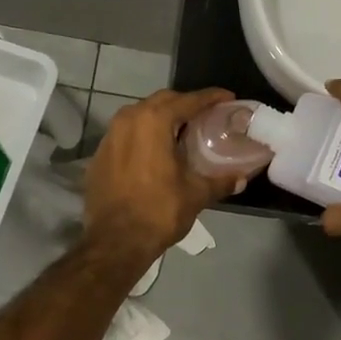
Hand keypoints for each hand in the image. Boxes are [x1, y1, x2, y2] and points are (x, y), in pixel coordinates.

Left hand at [82, 88, 243, 263]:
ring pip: (140, 115)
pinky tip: (154, 152)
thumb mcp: (196, 194)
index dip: (210, 97)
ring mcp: (109, 136)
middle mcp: (129, 119)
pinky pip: (125, 134)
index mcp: (154, 121)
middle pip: (162, 101)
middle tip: (205, 115)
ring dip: (161, 118)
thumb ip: (220, 181)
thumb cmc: (159, 211)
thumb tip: (241, 179)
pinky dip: (142, 136)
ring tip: (180, 131)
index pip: (188, 100)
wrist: (114, 242)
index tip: (227, 97)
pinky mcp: (99, 154)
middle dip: (184, 104)